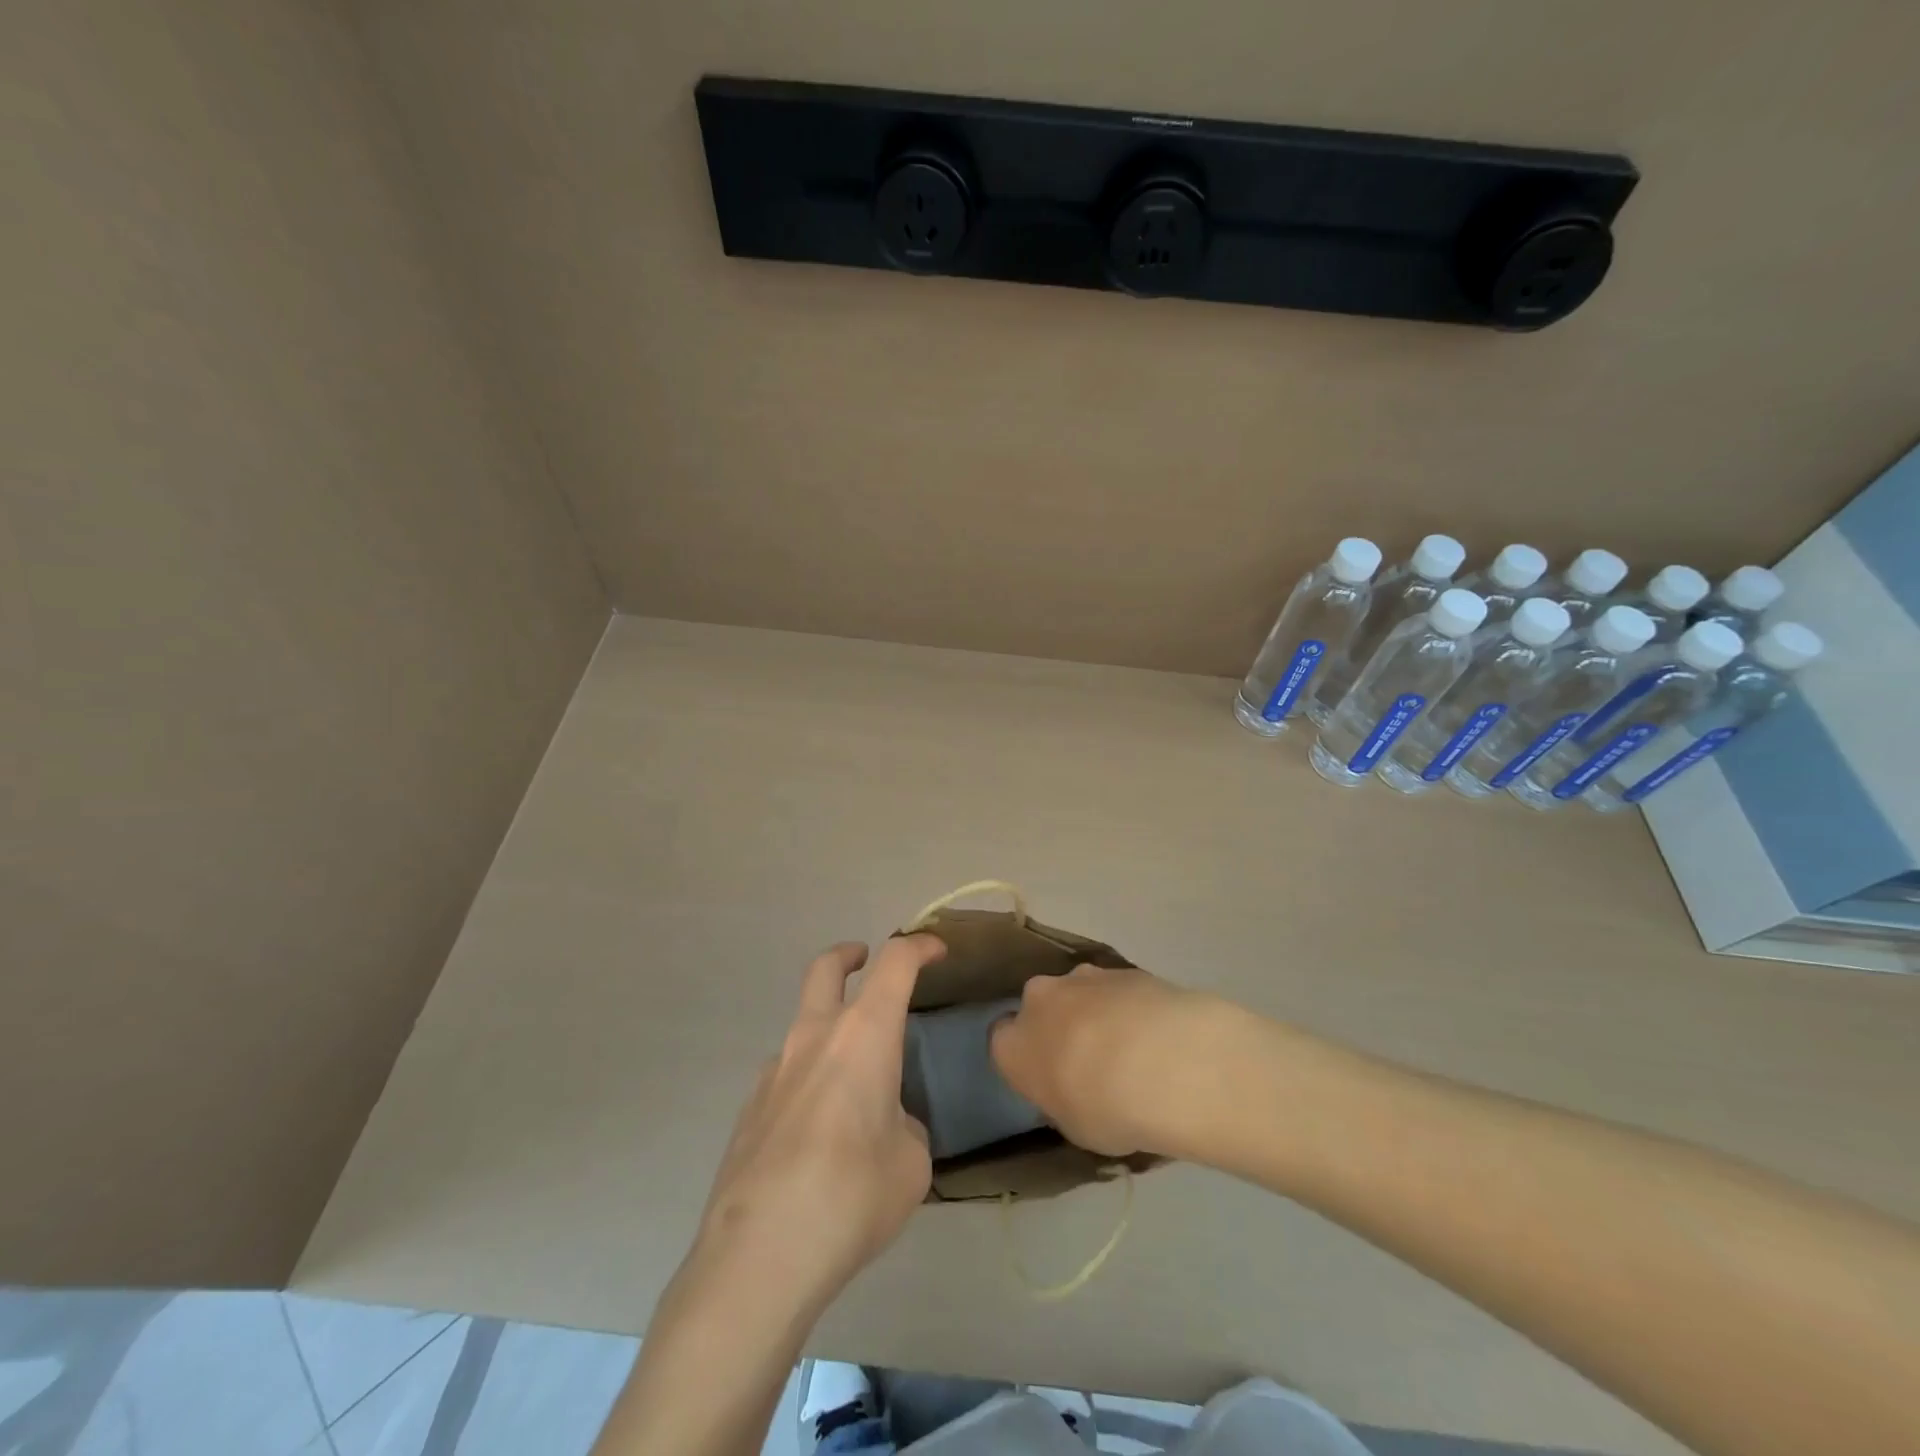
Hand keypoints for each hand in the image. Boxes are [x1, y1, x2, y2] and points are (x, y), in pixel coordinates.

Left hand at [692, 935, 944, 1316]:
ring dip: (828, 1029)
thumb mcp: (911, 1163)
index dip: (919, 946)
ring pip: (803, 1025)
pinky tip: (818, 1133)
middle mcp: (815, 1037)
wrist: (758, 1255)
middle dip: (848, 955)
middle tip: (864, 960)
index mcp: (864, 1034)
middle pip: (826, 967)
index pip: (896, 963)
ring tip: (854, 1083)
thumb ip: (903, 1126)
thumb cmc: (852, 1195)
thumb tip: (885, 1125)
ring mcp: (774, 1070)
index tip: (936, 950)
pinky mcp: (749, 1109)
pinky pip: (786, 1075)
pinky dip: (808, 1080)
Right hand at [990, 963, 1237, 1159]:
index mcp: (1013, 1045)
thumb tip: (1072, 1094)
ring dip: (1095, 1012)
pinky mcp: (1122, 968)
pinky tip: (1156, 1033)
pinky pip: (1116, 989)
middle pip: (1040, 1007)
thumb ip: (1064, 1104)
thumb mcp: (1076, 1129)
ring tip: (1131, 1046)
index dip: (1025, 1058)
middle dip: (1058, 1025)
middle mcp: (1038, 1000)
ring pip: (1078, 992)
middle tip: (1088, 1059)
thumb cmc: (1106, 1109)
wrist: (1163, 1063)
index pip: (1002, 1042)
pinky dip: (1128, 1005)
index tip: (1046, 1076)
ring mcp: (1081, 978)